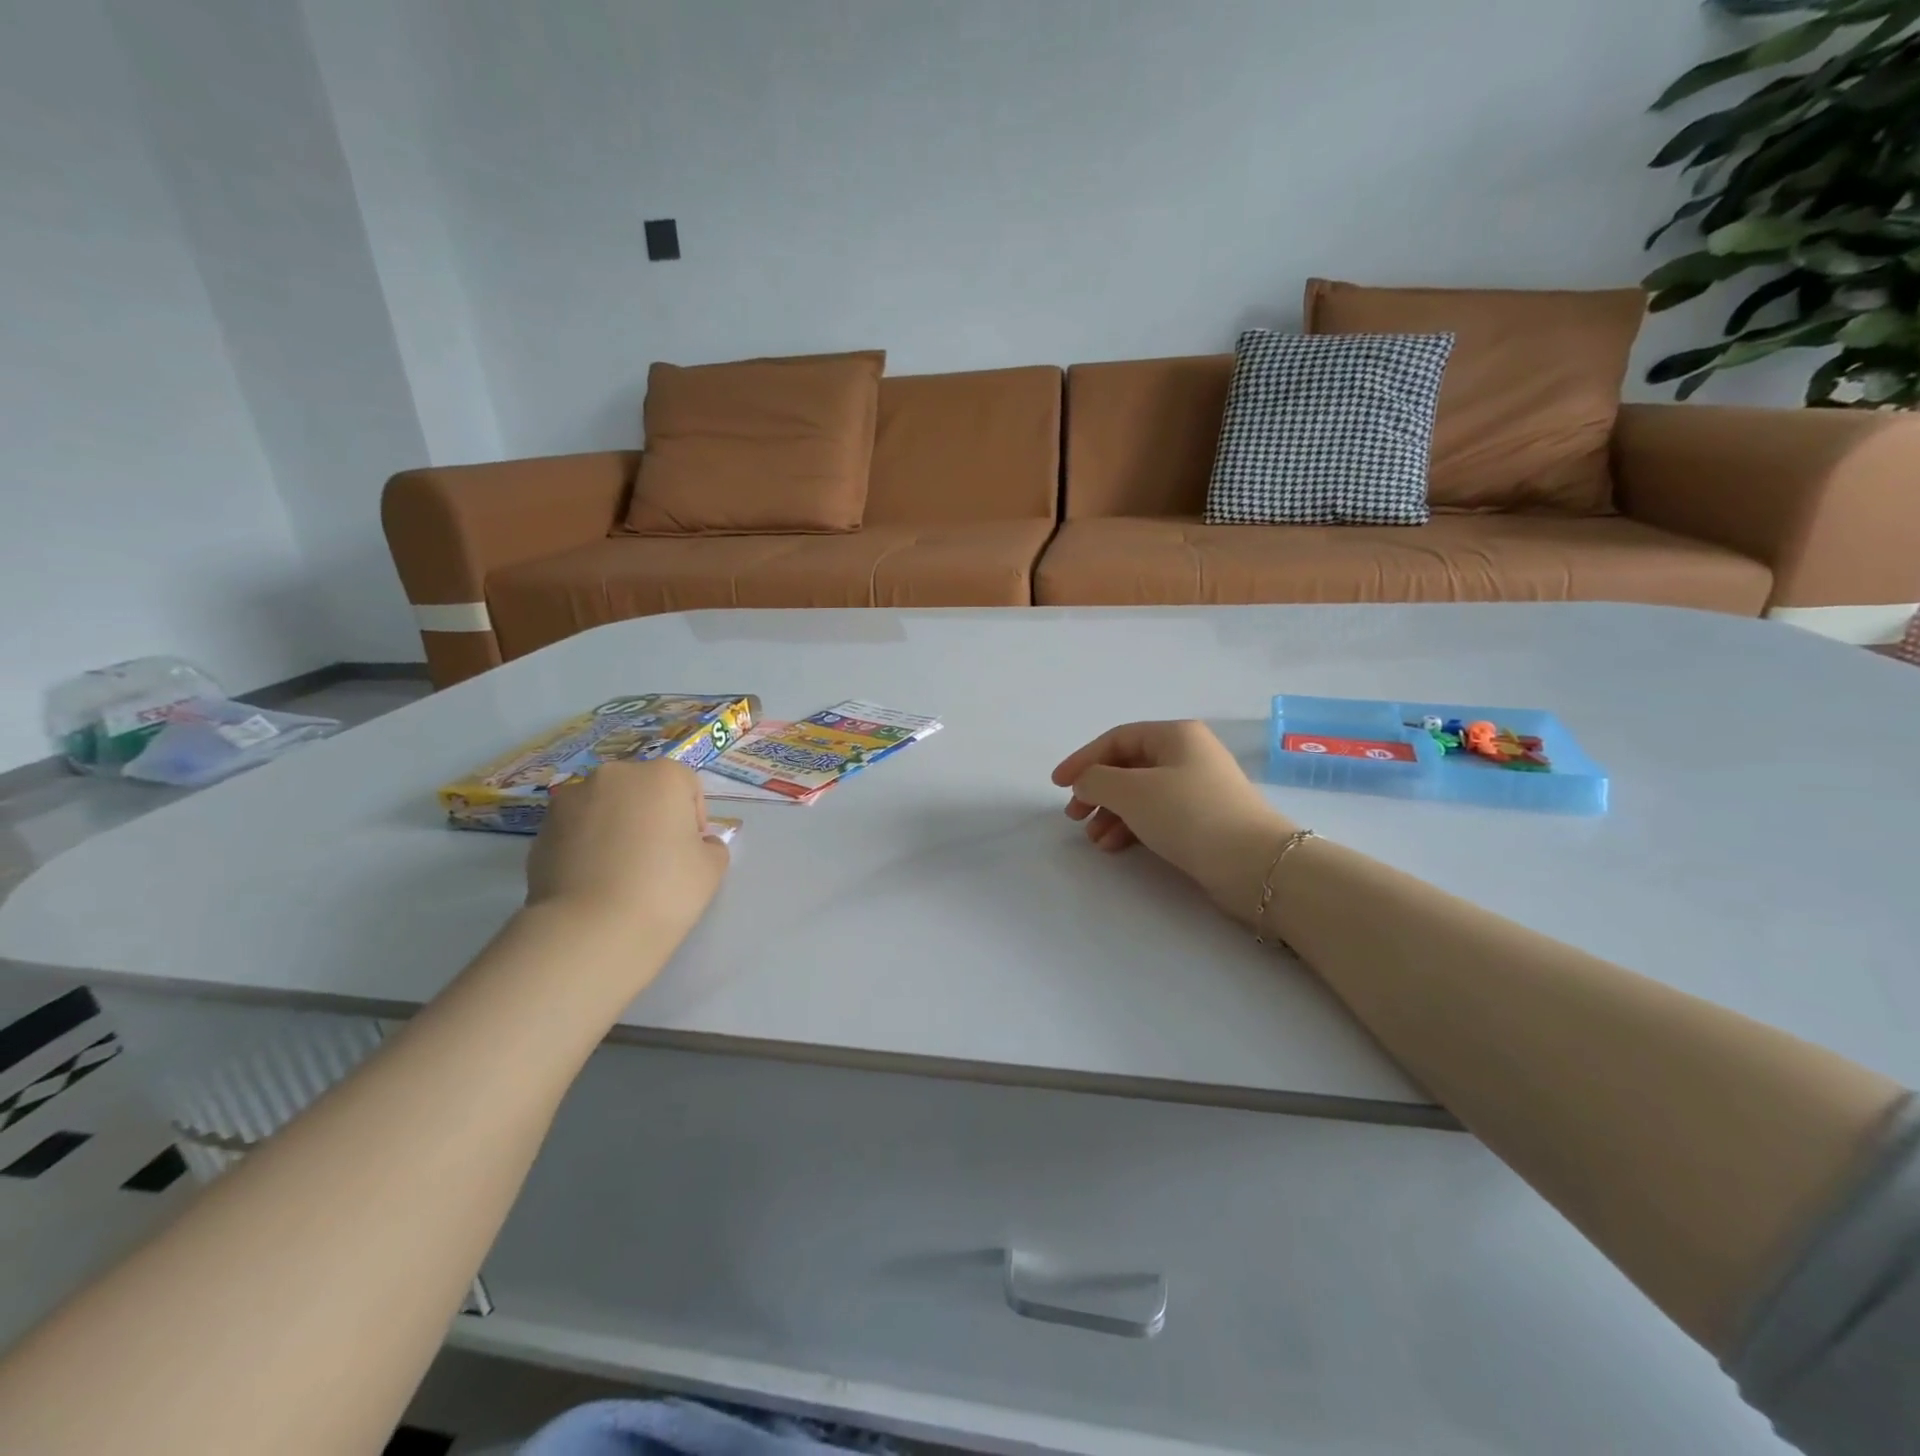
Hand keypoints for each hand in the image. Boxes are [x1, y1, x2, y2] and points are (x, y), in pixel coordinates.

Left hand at [524, 760, 728, 948]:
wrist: (591, 930)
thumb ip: (710, 846)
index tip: (691, 850)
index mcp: (662, 776)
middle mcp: (615, 775)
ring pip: (606, 805)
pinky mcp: (542, 828)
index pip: (687, 785)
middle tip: (657, 856)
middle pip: (643, 788)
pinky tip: (593, 878)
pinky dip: (587, 843)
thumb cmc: (665, 890)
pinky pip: (577, 828)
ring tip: (619, 868)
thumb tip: (696, 845)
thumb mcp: (712, 869)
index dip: (694, 817)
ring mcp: (572, 799)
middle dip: (652, 814)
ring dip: (617, 825)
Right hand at [1052, 721, 1296, 922]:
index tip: (1057, 785)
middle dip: (1097, 790)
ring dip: (1112, 813)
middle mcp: (1188, 754)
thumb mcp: (1131, 791)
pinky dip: (1133, 827)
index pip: (1117, 739)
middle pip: (1128, 766)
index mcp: (1175, 735)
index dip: (1082, 759)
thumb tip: (1085, 782)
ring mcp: (1199, 788)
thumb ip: (1096, 780)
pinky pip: (1158, 815)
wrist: (1254, 863)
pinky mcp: (1204, 820)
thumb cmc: (1189, 814)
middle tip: (1074, 816)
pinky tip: (1116, 847)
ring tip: (1094, 839)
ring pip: (1141, 794)